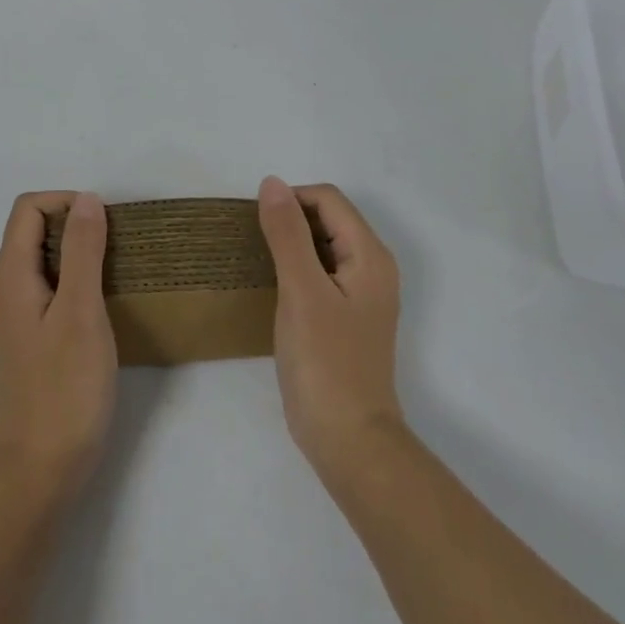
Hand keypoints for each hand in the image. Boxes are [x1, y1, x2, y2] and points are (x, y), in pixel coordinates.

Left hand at [0, 191, 117, 502]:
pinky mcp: (34, 337)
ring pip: (46, 258)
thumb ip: (82, 251)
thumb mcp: (80, 311)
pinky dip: (79, 279)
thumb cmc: (64, 388)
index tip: (105, 225)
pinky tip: (106, 302)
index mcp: (12, 275)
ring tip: (119, 270)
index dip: (66, 202)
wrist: (42, 470)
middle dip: (76, 224)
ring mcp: (20, 314)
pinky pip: (53, 287)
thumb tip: (87, 200)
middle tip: (118, 246)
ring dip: (81, 252)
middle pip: (35, 229)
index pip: (29, 208)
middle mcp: (8, 288)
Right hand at [258, 177, 404, 476]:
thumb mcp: (301, 291)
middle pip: (328, 219)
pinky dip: (296, 269)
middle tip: (252, 244)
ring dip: (291, 244)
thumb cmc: (325, 362)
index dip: (290, 200)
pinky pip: (321, 273)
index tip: (255, 224)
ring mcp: (361, 294)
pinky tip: (273, 288)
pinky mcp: (347, 317)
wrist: (349, 441)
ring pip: (323, 246)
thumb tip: (272, 182)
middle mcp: (372, 267)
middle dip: (290, 220)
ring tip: (257, 261)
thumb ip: (287, 233)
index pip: (328, 200)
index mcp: (369, 255)